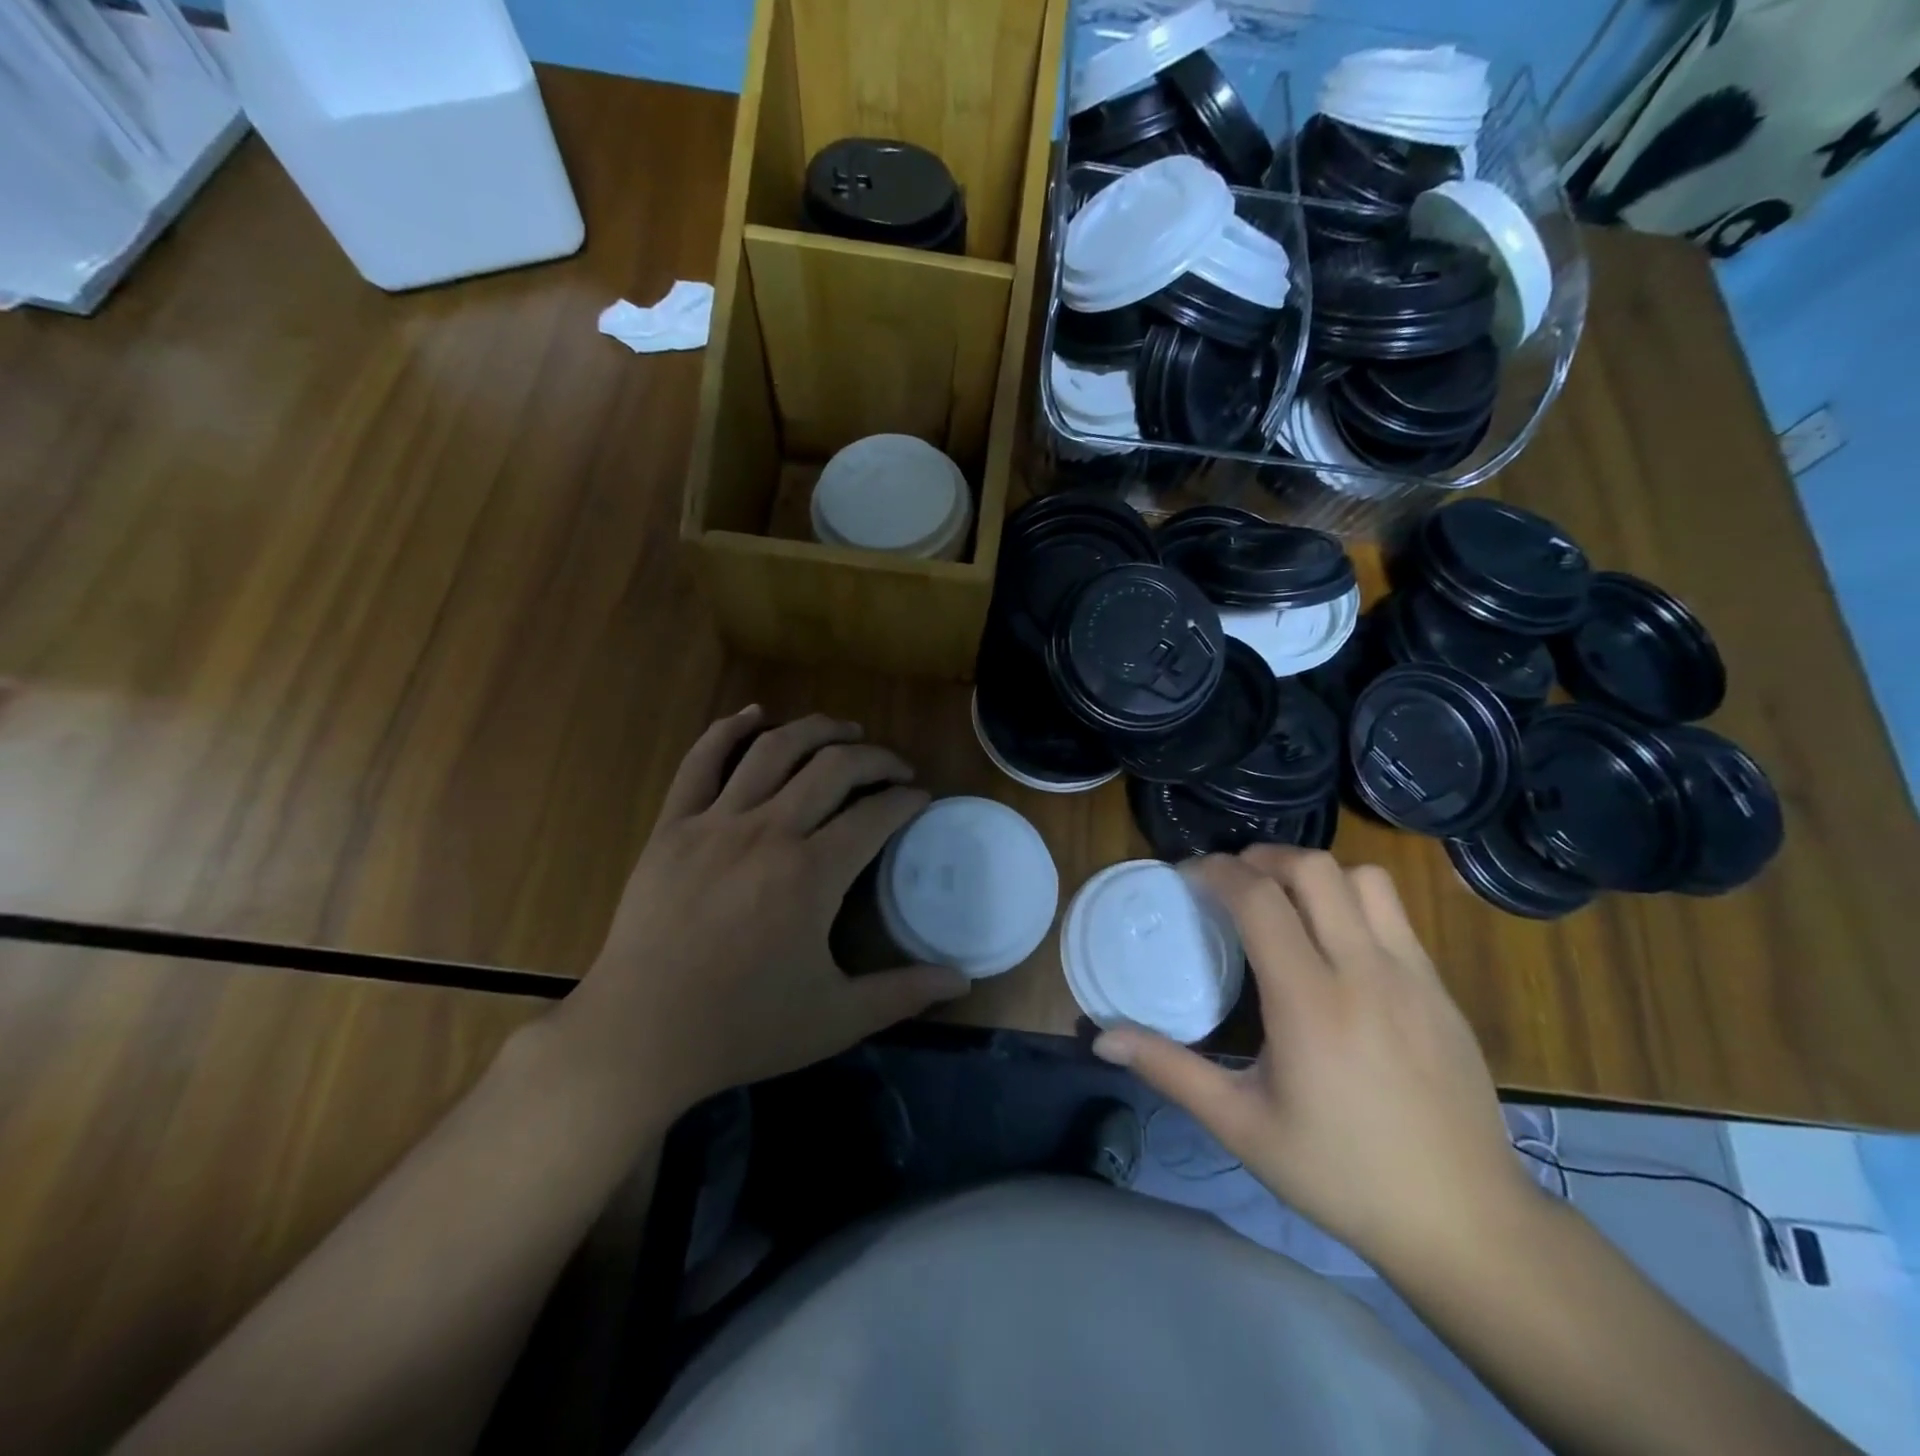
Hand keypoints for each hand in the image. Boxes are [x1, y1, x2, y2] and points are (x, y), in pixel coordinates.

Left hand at [548, 707, 969, 1114]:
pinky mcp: (673, 827)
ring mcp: (716, 822)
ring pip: (774, 749)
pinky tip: (754, 714)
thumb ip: (903, 993)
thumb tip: (964, 982)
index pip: (876, 814)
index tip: (920, 798)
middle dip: (875, 757)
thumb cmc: (742, 1028)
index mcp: (813, 873)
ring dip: (817, 730)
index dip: (906, 800)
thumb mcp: (836, 1018)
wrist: (639, 1037)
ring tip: (845, 730)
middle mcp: (769, 831)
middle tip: (895, 766)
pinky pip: (701, 762)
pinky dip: (728, 730)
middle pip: (834, 768)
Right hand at [1092, 847, 1533, 1275]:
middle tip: (1231, 881)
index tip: (1189, 875)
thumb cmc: (1341, 1174)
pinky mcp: (1440, 988)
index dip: (1217, 872)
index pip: (1259, 899)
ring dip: (1314, 874)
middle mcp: (1364, 970)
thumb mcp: (1241, 1125)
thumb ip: (1169, 1070)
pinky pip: (1394, 914)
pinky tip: (1334, 944)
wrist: (1466, 1222)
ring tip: (1285, 901)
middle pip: (1313, 869)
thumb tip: (1102, 1038)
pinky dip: (1353, 902)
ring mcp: (1412, 974)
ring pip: (1363, 878)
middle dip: (1262, 858)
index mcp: (1309, 1002)